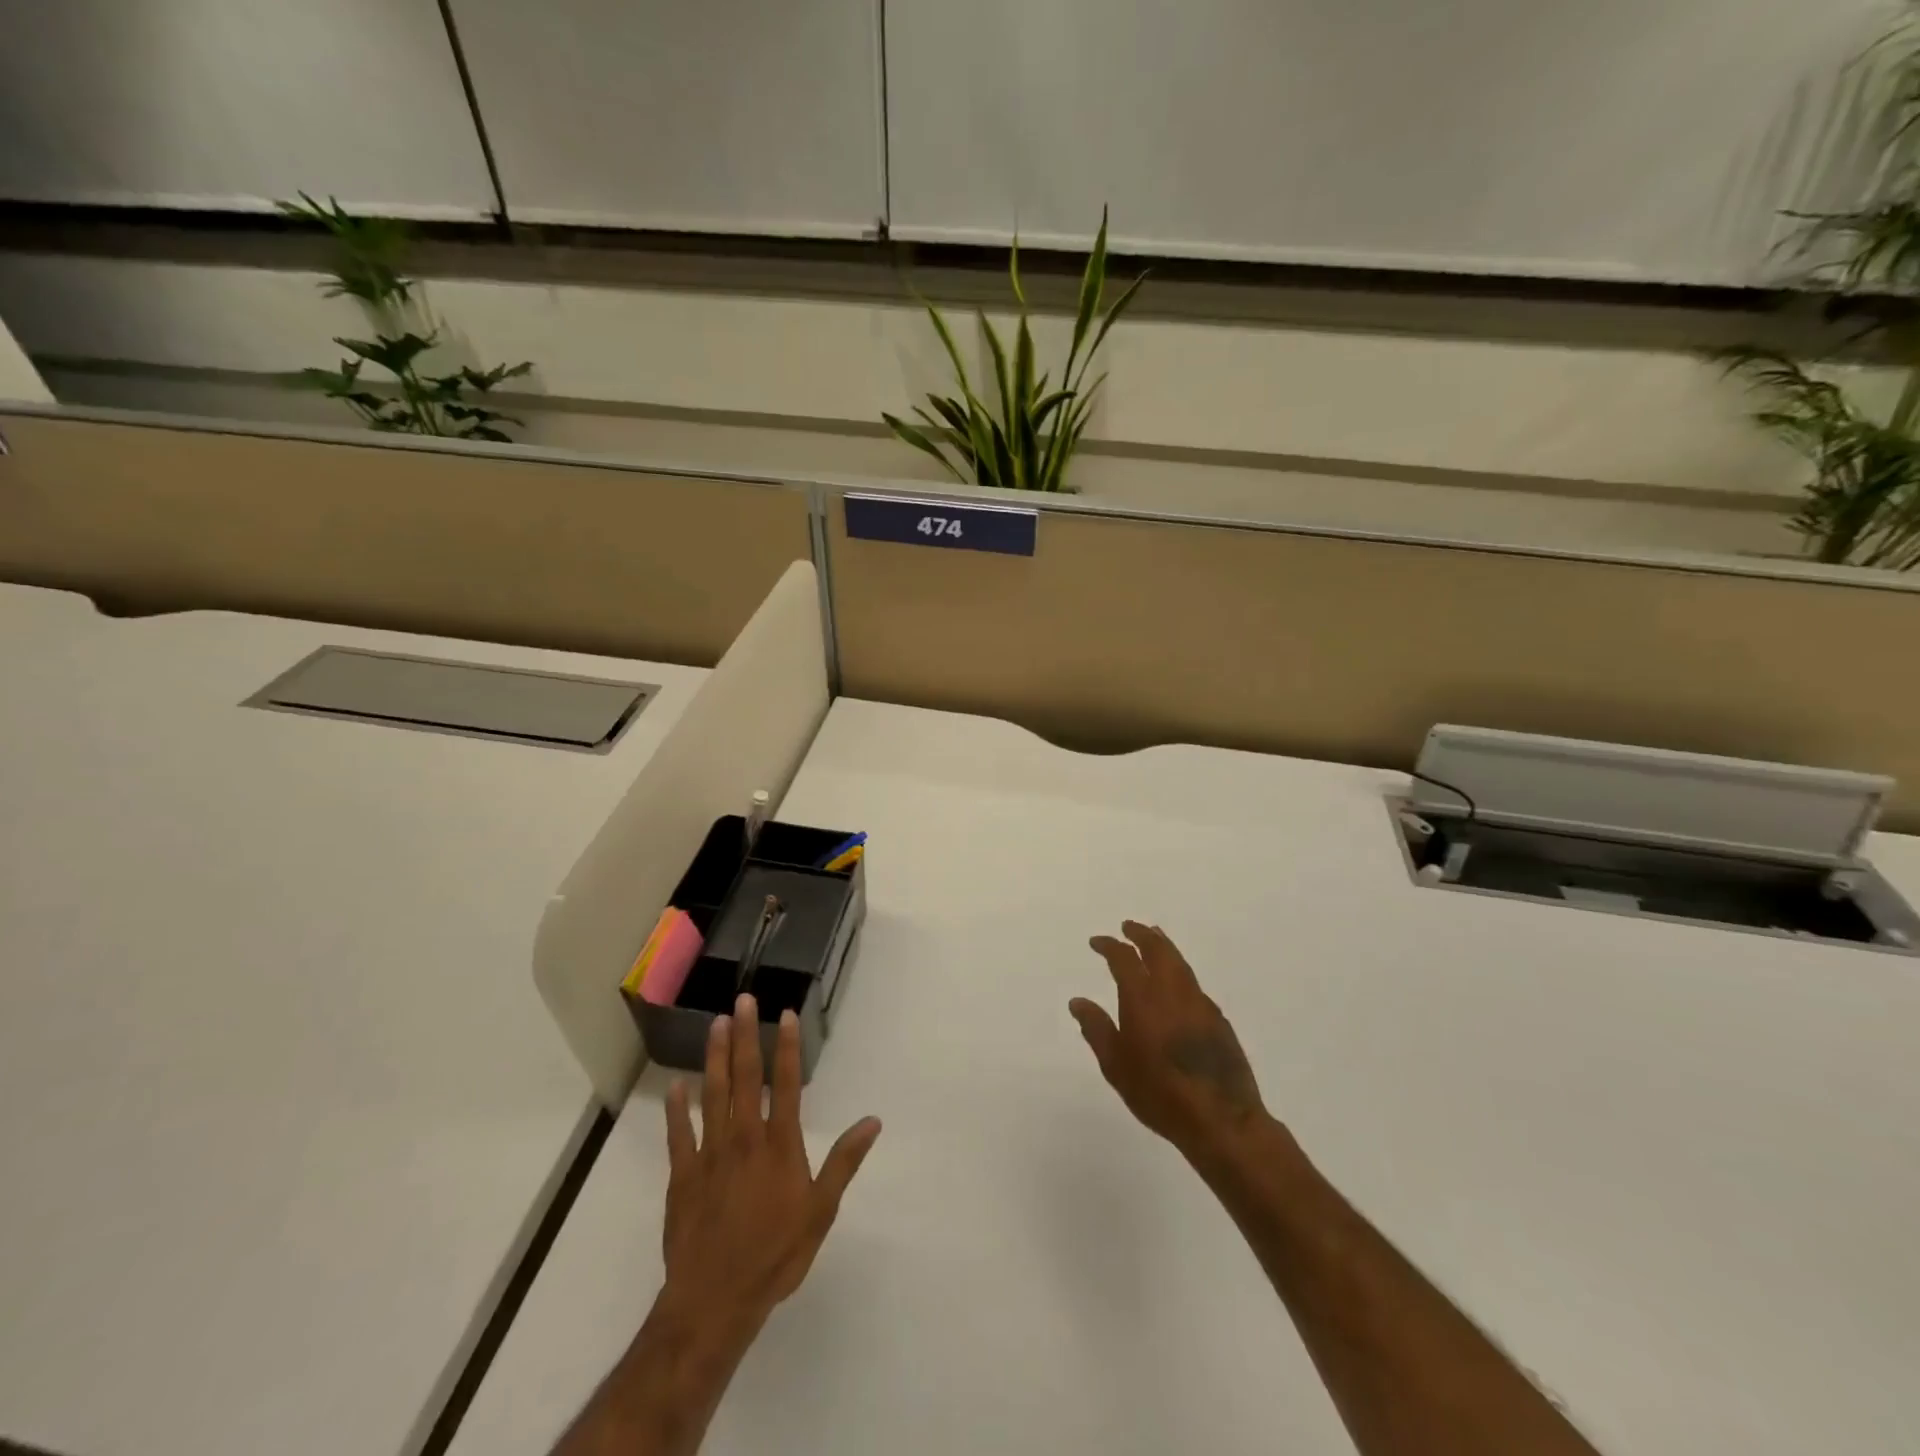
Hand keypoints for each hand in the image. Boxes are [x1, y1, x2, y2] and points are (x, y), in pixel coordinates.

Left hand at [661, 995, 881, 1330]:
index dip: (786, 1047)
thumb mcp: (821, 1211)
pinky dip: (677, 1108)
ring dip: (714, 1057)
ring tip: (715, 1024)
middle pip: (745, 1077)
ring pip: (713, 1094)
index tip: (785, 1015)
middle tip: (742, 1001)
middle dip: (745, 1036)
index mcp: (779, 1144)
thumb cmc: (776, 1254)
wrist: (715, 1300)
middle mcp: (744, 1137)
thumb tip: (873, 1121)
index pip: (785, 1083)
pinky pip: (678, 1134)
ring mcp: (710, 1154)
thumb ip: (844, 1161)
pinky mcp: (682, 1175)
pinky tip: (677, 1085)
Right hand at [1070, 921, 1267, 1159]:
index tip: (1097, 942)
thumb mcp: (1116, 1066)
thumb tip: (1078, 1001)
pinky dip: (1179, 971)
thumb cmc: (1159, 1093)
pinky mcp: (1218, 1019)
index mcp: (1143, 998)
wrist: (1221, 1118)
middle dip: (1141, 934)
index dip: (1109, 946)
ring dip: (1163, 946)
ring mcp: (1199, 1002)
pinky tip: (1176, 983)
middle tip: (1129, 927)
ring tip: (1154, 939)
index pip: (1124, 958)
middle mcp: (1172, 991)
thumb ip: (1097, 1029)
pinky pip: (1193, 983)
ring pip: (1180, 962)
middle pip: (1158, 949)